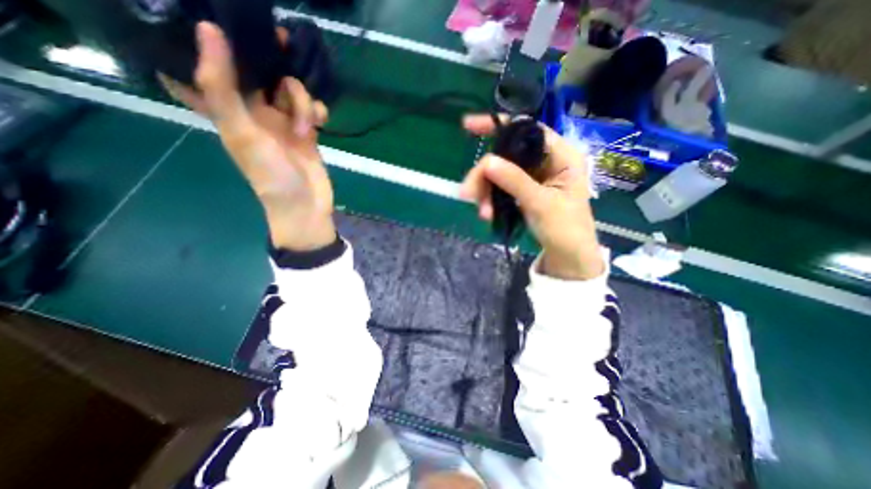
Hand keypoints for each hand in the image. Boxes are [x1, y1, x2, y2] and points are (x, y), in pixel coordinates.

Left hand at [158, 21, 333, 252]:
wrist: (305, 204)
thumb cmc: (270, 174)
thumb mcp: (241, 131)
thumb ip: (223, 86)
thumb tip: (209, 30)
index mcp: (231, 109)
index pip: (217, 66)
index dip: (219, 43)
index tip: (232, 24)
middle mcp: (256, 111)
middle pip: (260, 71)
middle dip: (272, 59)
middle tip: (284, 43)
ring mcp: (284, 122)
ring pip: (291, 89)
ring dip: (301, 99)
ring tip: (305, 124)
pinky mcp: (307, 131)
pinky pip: (312, 109)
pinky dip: (317, 111)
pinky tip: (321, 122)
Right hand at [459, 114, 602, 280]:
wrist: (567, 256)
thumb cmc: (565, 229)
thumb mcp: (541, 204)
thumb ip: (515, 181)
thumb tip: (487, 161)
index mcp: (561, 155)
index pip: (528, 130)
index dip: (499, 125)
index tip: (468, 126)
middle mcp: (545, 161)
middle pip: (506, 154)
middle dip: (485, 174)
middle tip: (468, 193)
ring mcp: (532, 177)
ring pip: (499, 173)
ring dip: (485, 191)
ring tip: (483, 213)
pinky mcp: (522, 191)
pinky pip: (500, 188)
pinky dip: (490, 199)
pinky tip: (487, 213)